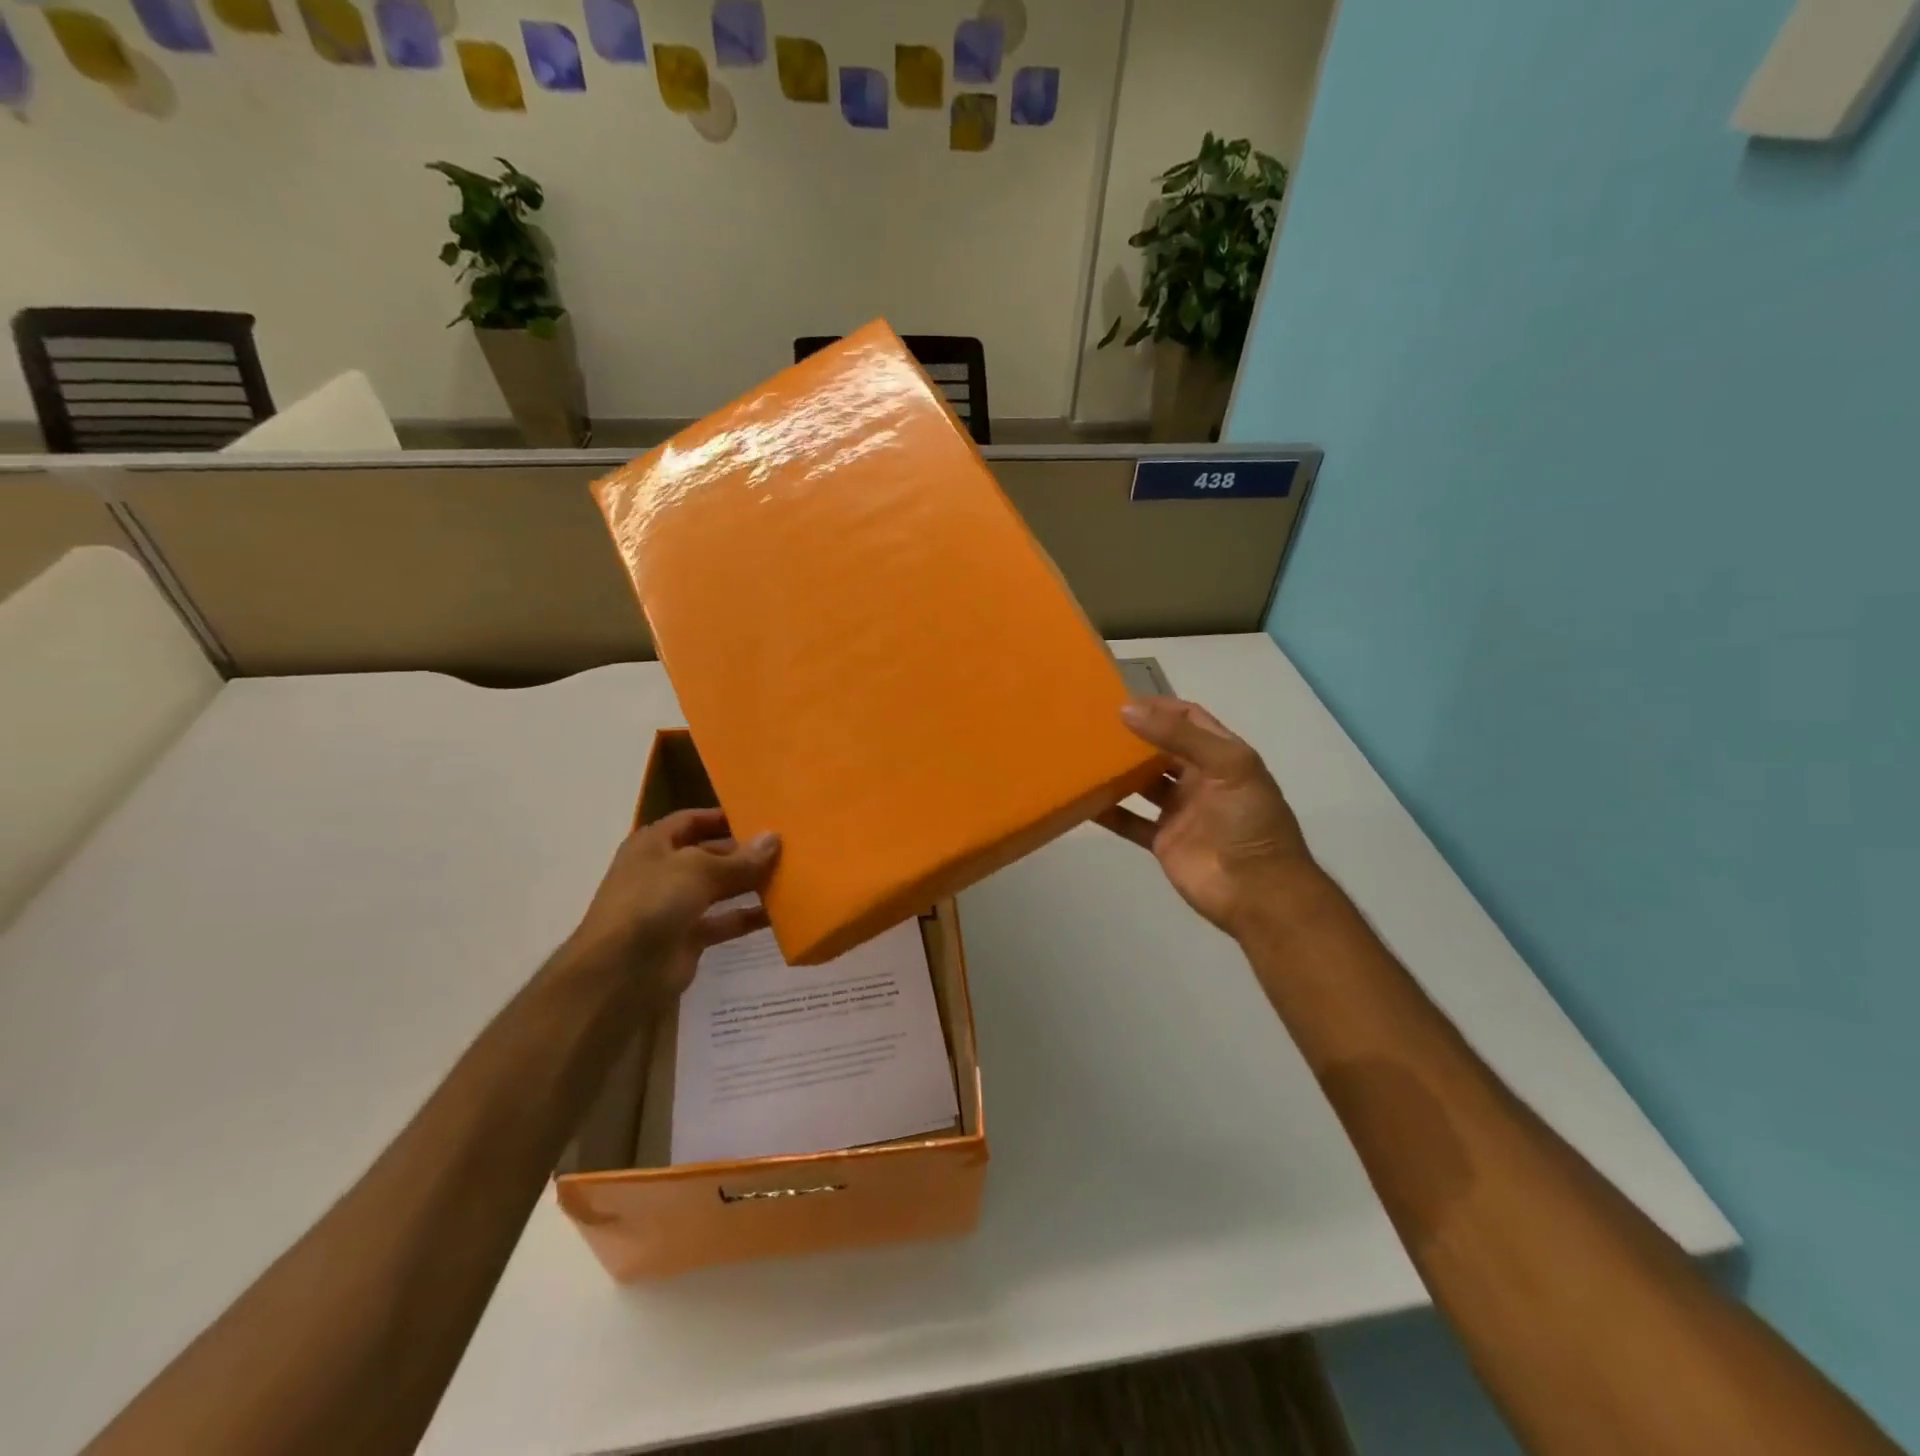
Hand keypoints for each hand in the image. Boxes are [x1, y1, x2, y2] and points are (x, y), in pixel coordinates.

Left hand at [567, 809, 780, 1007]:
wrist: (620, 974)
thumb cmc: (653, 903)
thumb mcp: (698, 870)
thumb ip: (740, 859)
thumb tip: (774, 838)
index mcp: (654, 845)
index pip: (691, 820)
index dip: (722, 817)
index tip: (761, 816)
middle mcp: (663, 872)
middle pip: (709, 854)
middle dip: (743, 852)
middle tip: (786, 847)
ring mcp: (674, 907)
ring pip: (719, 889)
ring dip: (749, 883)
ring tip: (789, 875)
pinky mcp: (688, 939)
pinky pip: (723, 922)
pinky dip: (747, 917)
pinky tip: (779, 913)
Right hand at [1098, 697, 1317, 937]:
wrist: (1258, 892)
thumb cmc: (1249, 821)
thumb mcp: (1228, 766)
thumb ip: (1179, 737)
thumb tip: (1127, 710)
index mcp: (1222, 756)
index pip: (1188, 719)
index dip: (1159, 707)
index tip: (1121, 701)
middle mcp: (1200, 779)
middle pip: (1160, 749)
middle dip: (1133, 736)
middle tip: (1093, 725)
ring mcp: (1180, 810)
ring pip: (1142, 783)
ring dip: (1118, 771)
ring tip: (1083, 756)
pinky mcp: (1163, 840)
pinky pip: (1130, 821)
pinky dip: (1108, 812)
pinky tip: (1083, 800)